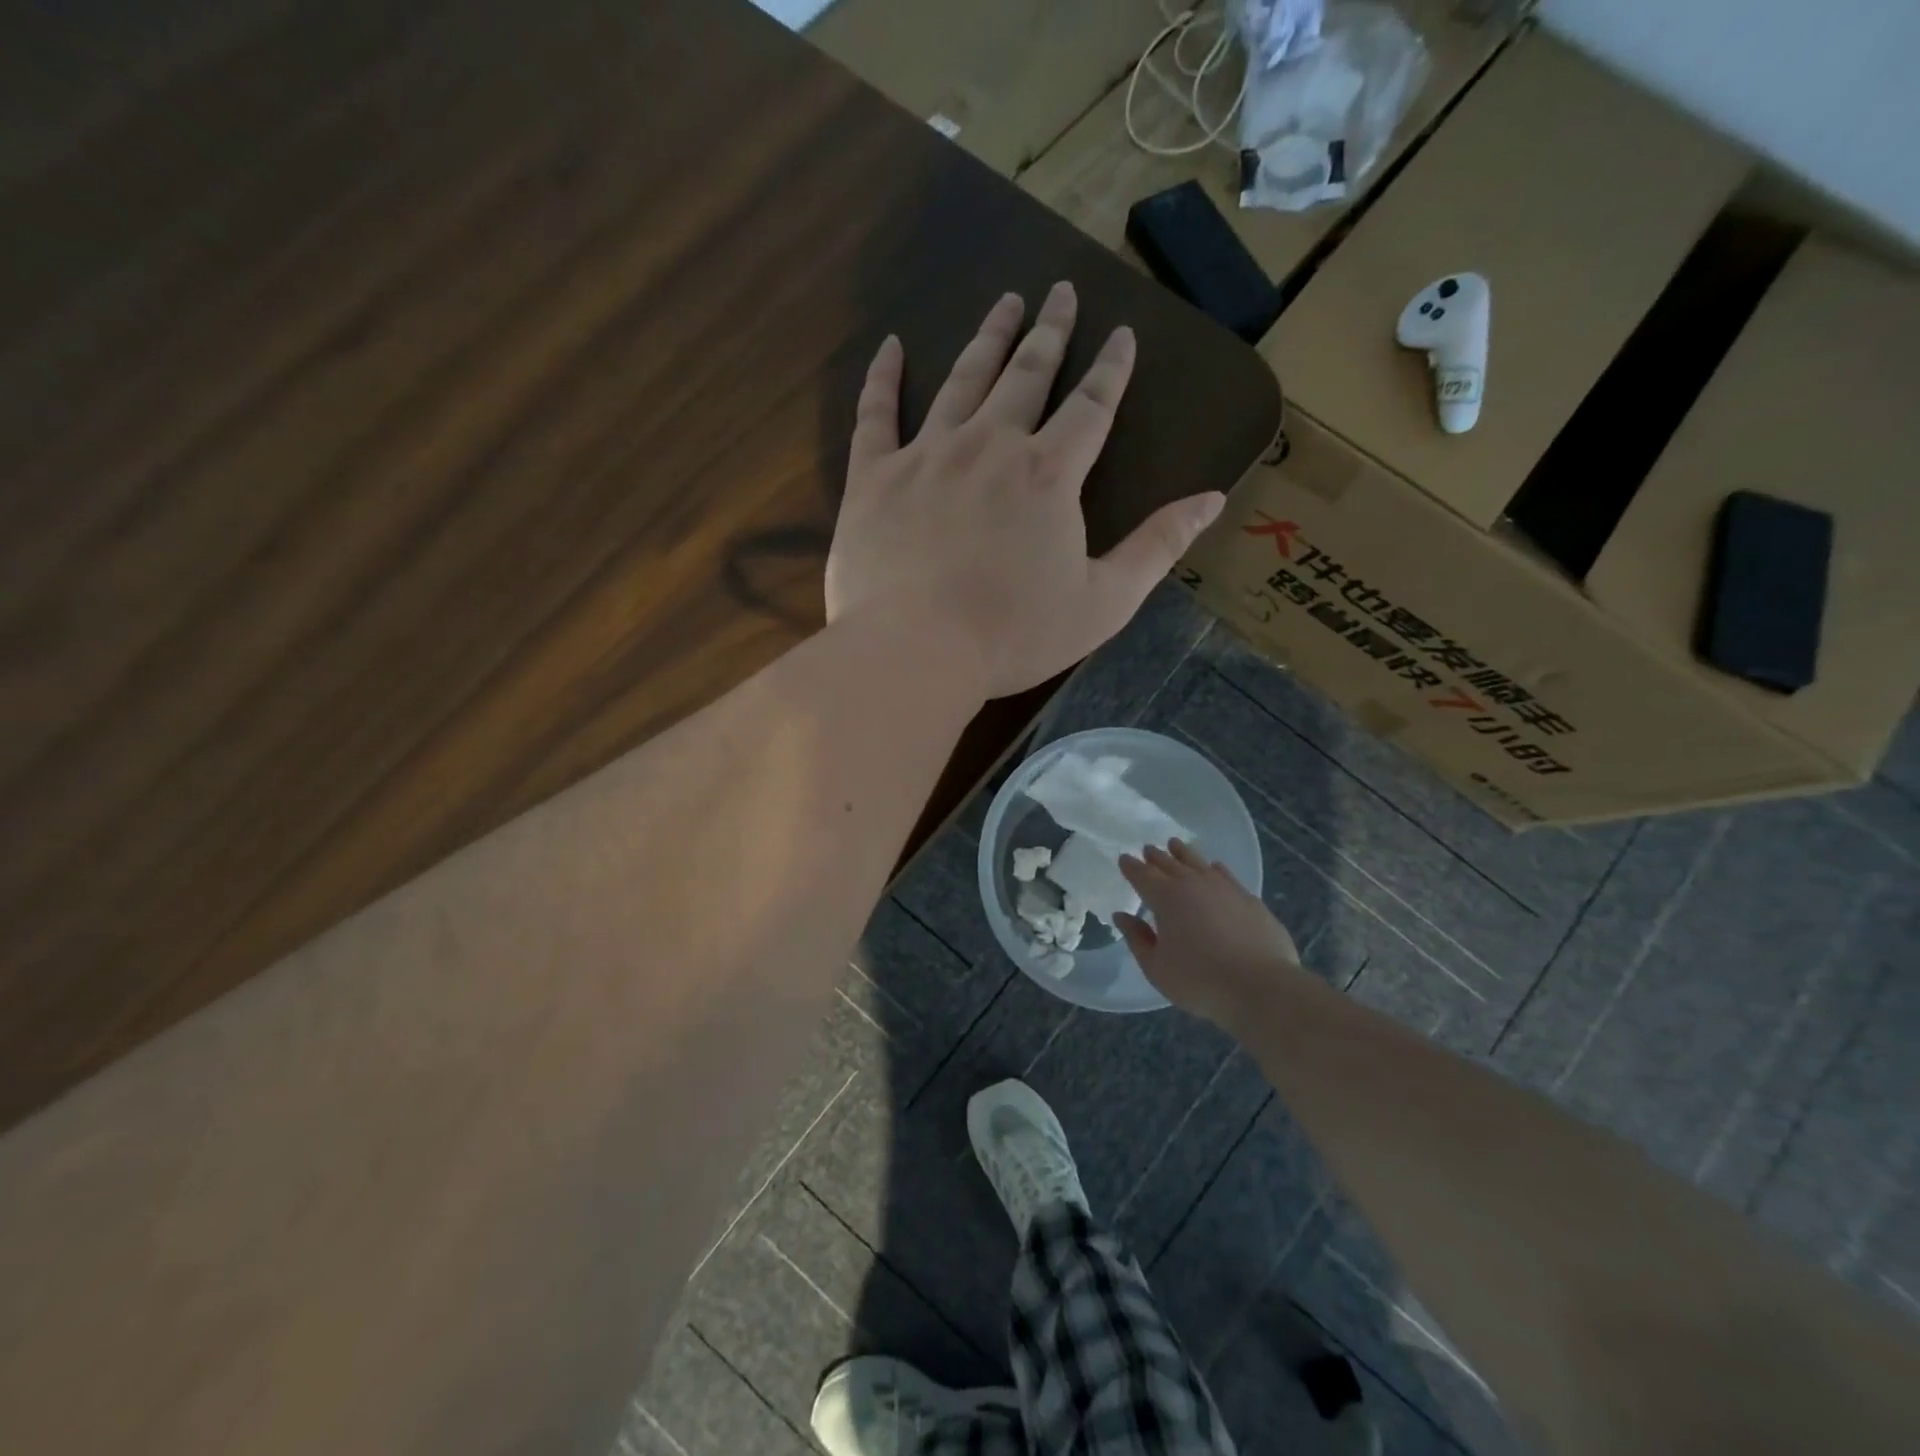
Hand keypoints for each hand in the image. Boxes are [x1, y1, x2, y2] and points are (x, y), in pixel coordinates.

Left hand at [825, 283, 1227, 699]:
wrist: (916, 651)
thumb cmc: (1014, 635)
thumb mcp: (1104, 602)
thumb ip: (1157, 547)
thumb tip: (1212, 499)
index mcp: (1048, 475)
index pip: (1091, 406)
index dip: (1110, 368)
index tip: (1121, 333)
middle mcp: (990, 446)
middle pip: (1026, 375)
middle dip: (1048, 331)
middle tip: (1059, 291)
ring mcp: (927, 455)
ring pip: (961, 380)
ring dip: (986, 338)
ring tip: (1004, 302)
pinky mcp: (874, 477)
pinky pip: (876, 414)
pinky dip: (883, 378)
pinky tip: (890, 346)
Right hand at [1115, 839, 1302, 1026]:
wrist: (1261, 987)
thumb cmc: (1199, 980)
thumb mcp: (1156, 967)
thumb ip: (1137, 938)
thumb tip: (1122, 916)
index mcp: (1165, 897)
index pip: (1142, 875)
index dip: (1131, 866)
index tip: (1124, 859)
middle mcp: (1193, 884)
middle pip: (1169, 863)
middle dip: (1156, 856)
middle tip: (1148, 849)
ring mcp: (1225, 888)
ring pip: (1198, 862)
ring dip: (1184, 853)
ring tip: (1176, 845)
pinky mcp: (1249, 899)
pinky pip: (1226, 875)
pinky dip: (1215, 869)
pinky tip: (1215, 868)